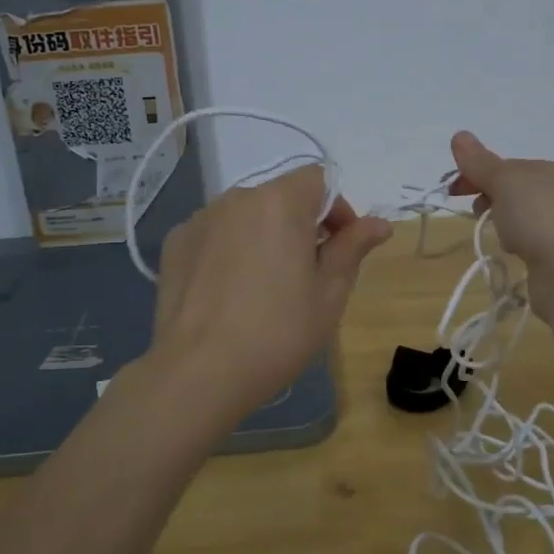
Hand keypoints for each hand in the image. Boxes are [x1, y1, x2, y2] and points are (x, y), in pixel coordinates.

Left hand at [149, 165, 391, 429]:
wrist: (198, 373)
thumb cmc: (277, 333)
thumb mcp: (329, 294)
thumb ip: (352, 248)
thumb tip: (379, 224)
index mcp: (280, 203)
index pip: (318, 180)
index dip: (338, 209)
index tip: (341, 248)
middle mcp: (237, 198)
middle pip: (280, 196)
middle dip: (301, 224)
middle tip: (308, 274)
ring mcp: (200, 219)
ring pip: (246, 215)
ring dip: (265, 236)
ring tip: (266, 286)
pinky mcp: (175, 243)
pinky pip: (216, 234)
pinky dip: (230, 249)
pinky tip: (230, 291)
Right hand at [447, 131, 553, 283]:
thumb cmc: (542, 216)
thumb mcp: (505, 180)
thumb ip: (480, 161)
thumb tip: (459, 136)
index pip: (524, 168)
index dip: (487, 175)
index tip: (459, 189)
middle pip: (530, 195)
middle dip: (499, 201)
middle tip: (478, 213)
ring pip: (538, 223)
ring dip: (513, 227)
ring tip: (502, 239)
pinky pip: (546, 249)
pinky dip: (529, 249)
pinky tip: (520, 256)